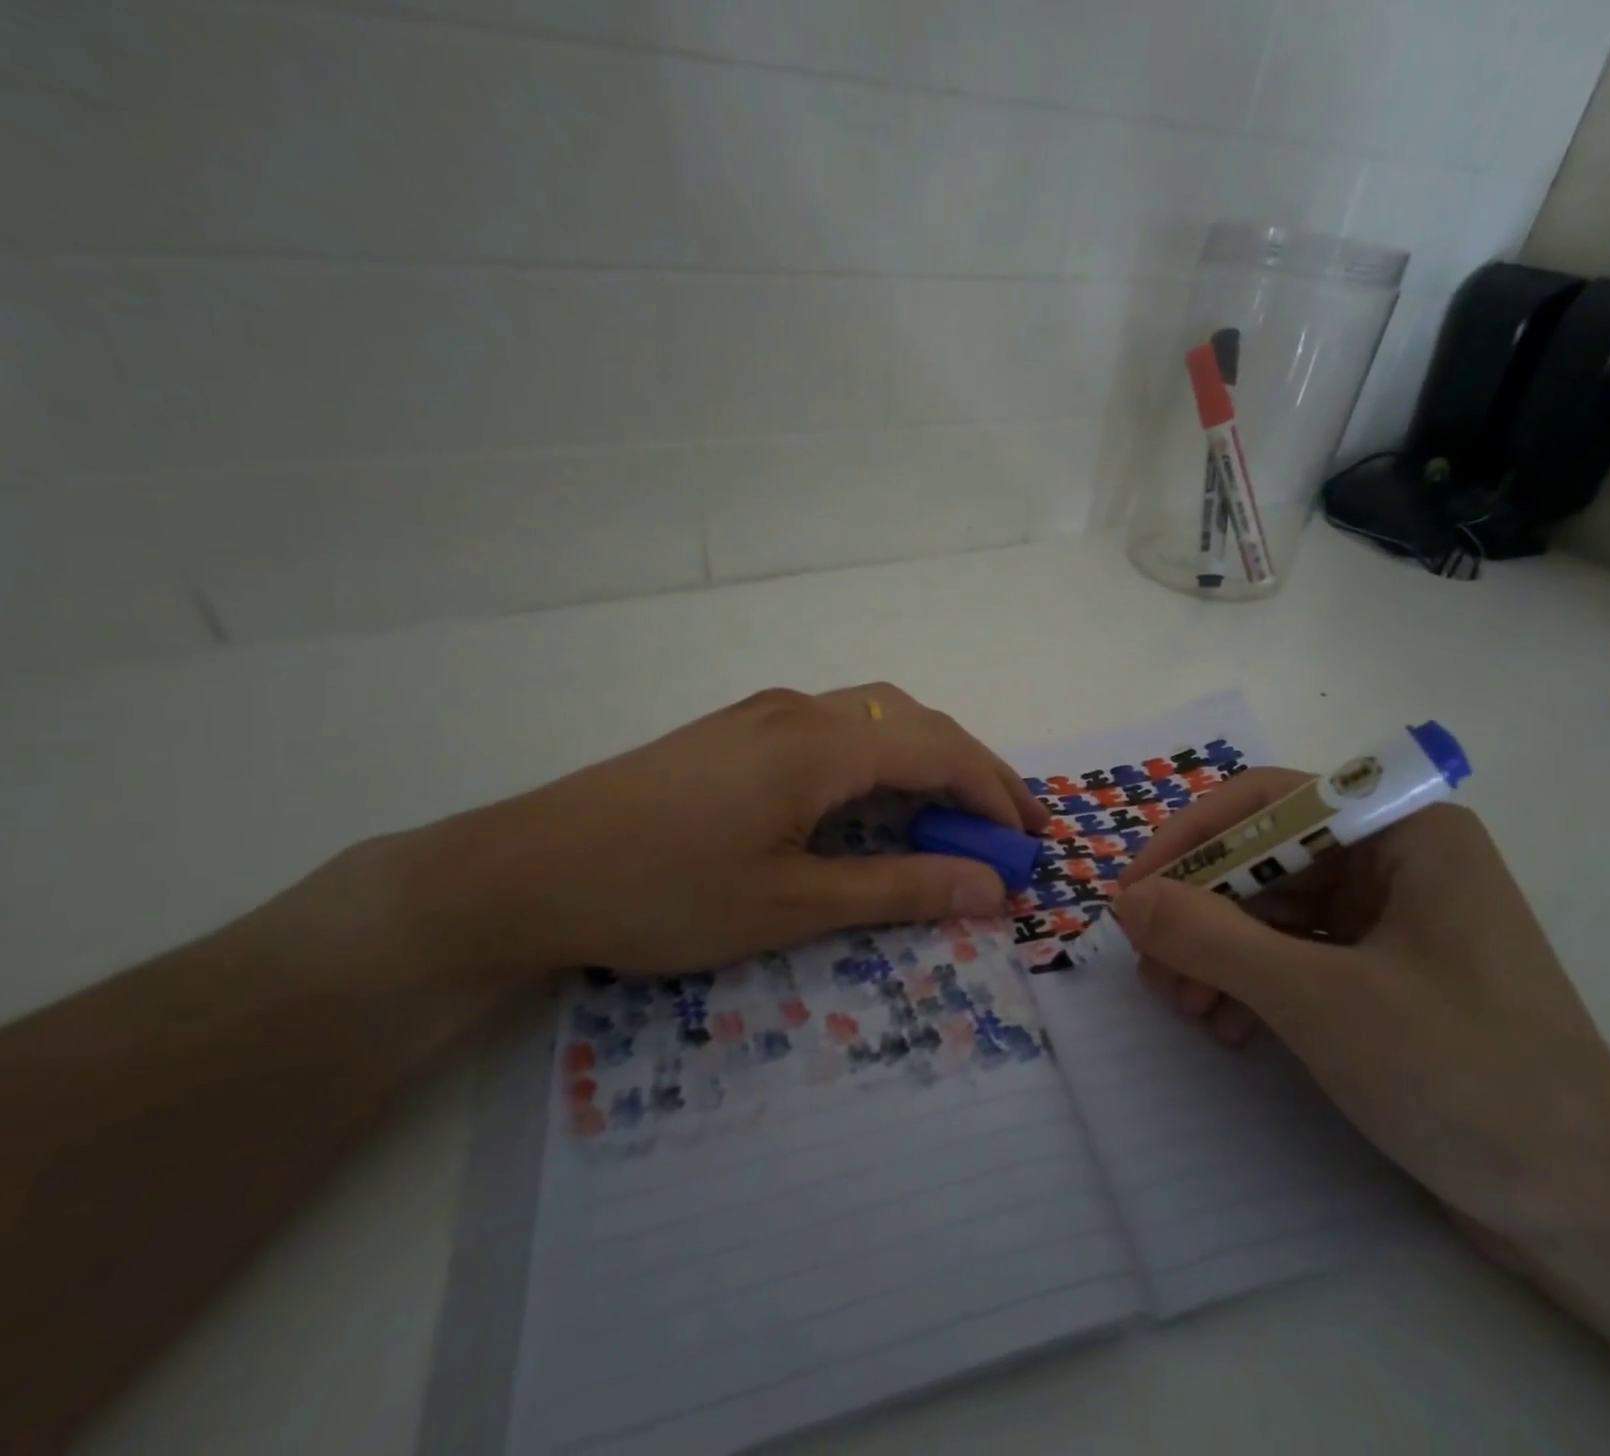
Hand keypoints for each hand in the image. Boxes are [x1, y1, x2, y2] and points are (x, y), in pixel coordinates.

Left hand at [405, 684, 1046, 980]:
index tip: (1029, 841)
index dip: (994, 793)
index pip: (939, 750)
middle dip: (973, 769)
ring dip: (927, 757)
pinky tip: (877, 797)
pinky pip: (837, 726)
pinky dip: (882, 757)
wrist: (525, 869)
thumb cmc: (663, 894)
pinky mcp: (738, 728)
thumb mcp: (791, 905)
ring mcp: (765, 713)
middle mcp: (801, 710)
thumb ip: (898, 888)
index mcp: (820, 744)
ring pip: (876, 715)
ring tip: (956, 811)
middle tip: (1010, 826)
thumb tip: (991, 888)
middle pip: (915, 721)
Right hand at [1110, 773, 1609, 1245]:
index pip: (1267, 802)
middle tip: (1150, 965)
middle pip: (1262, 859)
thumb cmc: (1463, 1078)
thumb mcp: (1318, 1000)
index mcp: (1402, 833)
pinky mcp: (1381, 972)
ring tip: (1182, 1006)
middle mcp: (1395, 861)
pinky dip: (1249, 982)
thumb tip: (1128, 900)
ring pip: (1270, 909)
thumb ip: (1211, 939)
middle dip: (1199, 911)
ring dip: (1216, 952)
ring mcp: (1389, 918)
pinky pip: (1291, 953)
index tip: (1135, 893)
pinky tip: (1227, 1026)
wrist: (1589, 1215)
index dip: (1191, 838)